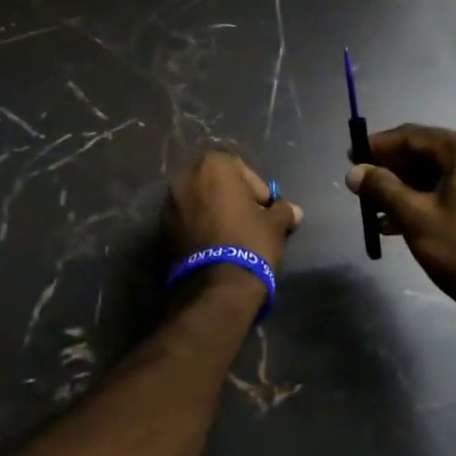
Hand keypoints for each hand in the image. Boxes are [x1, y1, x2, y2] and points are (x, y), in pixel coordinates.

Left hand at [163, 152, 302, 273]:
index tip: (266, 211)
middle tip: (250, 220)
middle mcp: (184, 178)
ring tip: (232, 236)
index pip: (240, 169)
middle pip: (215, 183)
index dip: (256, 190)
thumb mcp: (274, 225)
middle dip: (232, 198)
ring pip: (199, 202)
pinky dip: (199, 227)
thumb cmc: (249, 243)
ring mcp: (168, 205)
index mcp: (212, 166)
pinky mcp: (161, 231)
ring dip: (214, 212)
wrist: (215, 288)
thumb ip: (283, 211)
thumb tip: (294, 211)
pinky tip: (215, 247)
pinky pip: (186, 221)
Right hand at [347, 125, 455, 317]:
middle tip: (359, 186)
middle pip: (423, 154)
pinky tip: (395, 225)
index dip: (377, 146)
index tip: (350, 157)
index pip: (411, 136)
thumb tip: (354, 172)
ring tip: (372, 210)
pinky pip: (447, 193)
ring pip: (434, 176)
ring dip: (402, 190)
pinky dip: (422, 203)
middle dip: (389, 170)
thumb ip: (382, 189)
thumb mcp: (416, 217)